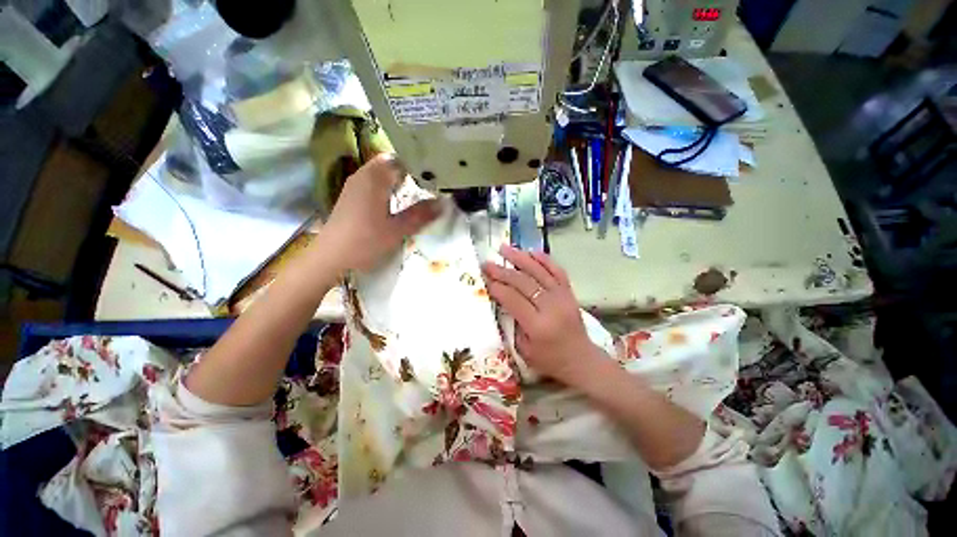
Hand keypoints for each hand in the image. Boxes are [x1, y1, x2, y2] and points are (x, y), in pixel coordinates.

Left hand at [320, 154, 440, 273]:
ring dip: (399, 178)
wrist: (332, 255)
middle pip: (390, 163)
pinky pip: (374, 181)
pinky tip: (397, 200)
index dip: (418, 164)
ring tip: (418, 190)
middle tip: (430, 183)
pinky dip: (388, 185)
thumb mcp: (398, 229)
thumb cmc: (366, 240)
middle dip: (410, 170)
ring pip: (381, 172)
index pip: (400, 159)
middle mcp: (363, 175)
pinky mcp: (352, 195)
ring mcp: (355, 185)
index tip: (435, 175)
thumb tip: (443, 203)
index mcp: (374, 178)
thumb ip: (421, 214)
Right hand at [481, 246, 601, 385]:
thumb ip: (513, 324)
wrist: (581, 360)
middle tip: (487, 263)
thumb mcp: (524, 350)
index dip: (497, 287)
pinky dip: (544, 259)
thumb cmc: (550, 360)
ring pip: (539, 272)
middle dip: (502, 271)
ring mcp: (562, 297)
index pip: (513, 299)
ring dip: (520, 258)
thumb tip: (502, 299)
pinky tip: (531, 251)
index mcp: (538, 325)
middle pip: (523, 282)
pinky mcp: (569, 293)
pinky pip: (557, 271)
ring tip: (504, 248)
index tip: (484, 278)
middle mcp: (551, 307)